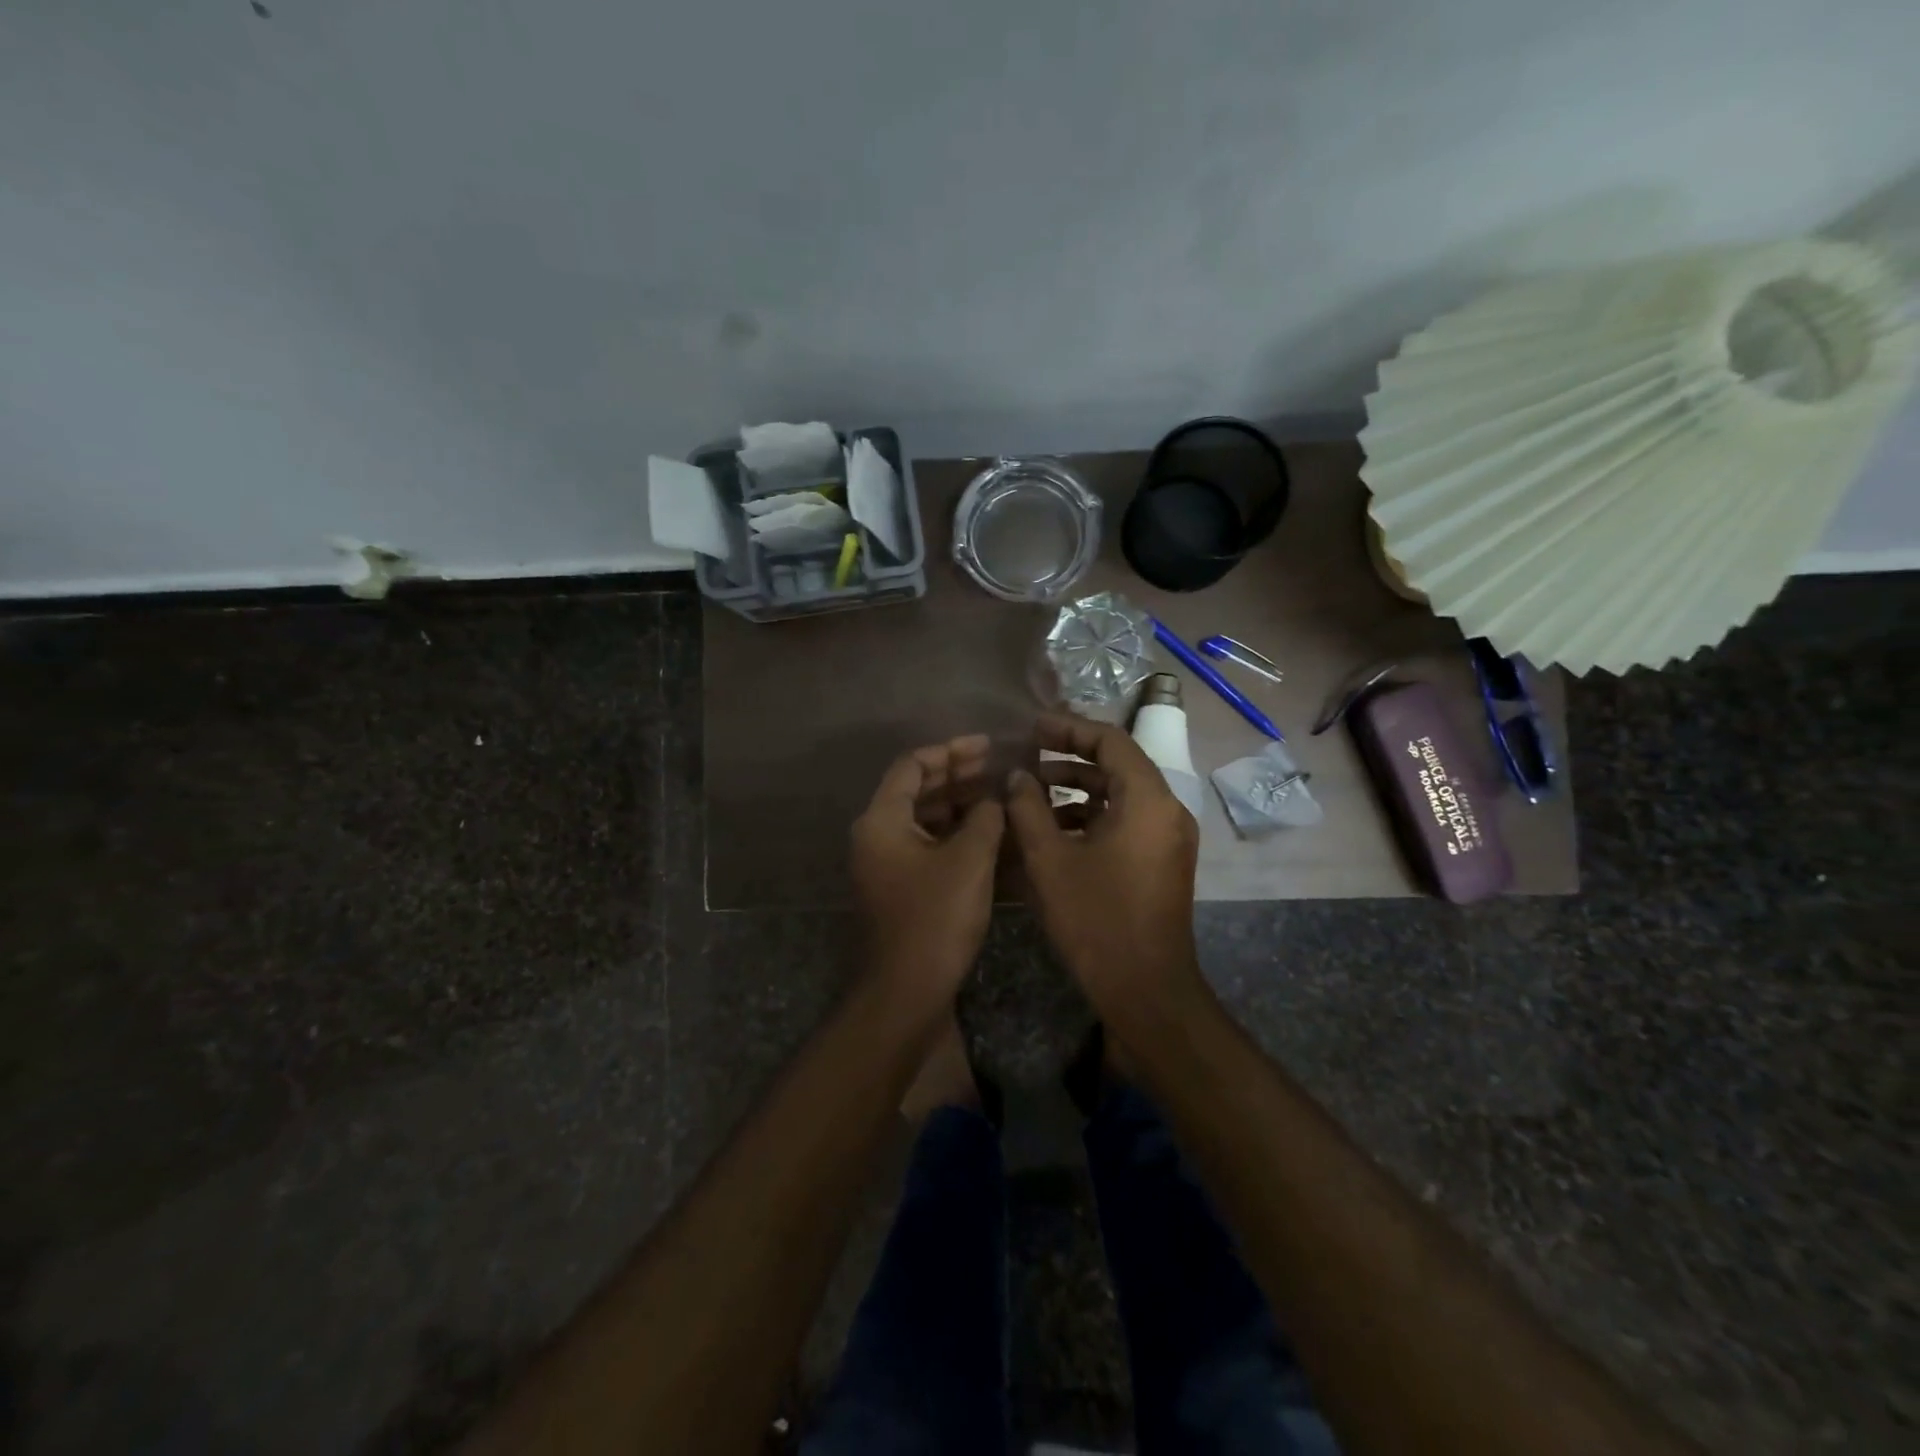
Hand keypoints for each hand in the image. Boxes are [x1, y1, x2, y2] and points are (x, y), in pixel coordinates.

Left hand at [850, 734, 1005, 1008]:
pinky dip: (956, 835)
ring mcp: (886, 863)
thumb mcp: (969, 861)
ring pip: (924, 819)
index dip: (950, 751)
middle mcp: (876, 836)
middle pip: (916, 790)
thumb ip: (984, 818)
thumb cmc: (935, 920)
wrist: (906, 992)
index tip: (987, 746)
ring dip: (959, 805)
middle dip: (958, 776)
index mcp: (881, 821)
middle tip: (998, 766)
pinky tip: (989, 834)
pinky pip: (928, 846)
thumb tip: (994, 797)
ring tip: (999, 796)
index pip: (912, 766)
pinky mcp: (901, 887)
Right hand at [1005, 714, 1204, 1028]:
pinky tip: (1056, 830)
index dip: (1068, 728)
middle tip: (1027, 756)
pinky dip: (1094, 815)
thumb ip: (1028, 808)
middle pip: (1118, 764)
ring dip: (1079, 788)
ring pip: (1122, 794)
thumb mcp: (1050, 860)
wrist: (1146, 990)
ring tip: (1033, 793)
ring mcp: (1169, 837)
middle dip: (1070, 757)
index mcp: (1147, 799)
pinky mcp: (1164, 861)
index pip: (1110, 740)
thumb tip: (1017, 776)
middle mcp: (1168, 810)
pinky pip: (1128, 820)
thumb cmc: (1096, 920)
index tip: (1032, 728)